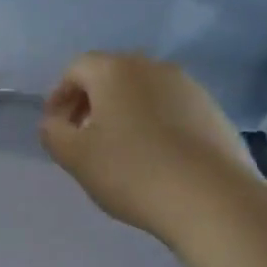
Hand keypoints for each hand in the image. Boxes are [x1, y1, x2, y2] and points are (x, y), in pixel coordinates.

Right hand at [39, 53, 253, 237]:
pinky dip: (154, 124)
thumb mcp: (75, 157)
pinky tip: (155, 158)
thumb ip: (53, 133)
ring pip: (143, 92)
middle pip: (111, 75)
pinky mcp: (214, 111)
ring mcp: (189, 87)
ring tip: (120, 150)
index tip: (57, 128)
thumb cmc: (132, 171)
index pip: (76, 69)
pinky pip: (171, 109)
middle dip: (91, 102)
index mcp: (115, 70)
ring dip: (124, 113)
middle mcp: (153, 67)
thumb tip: (55, 122)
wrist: (212, 199)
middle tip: (83, 137)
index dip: (59, 96)